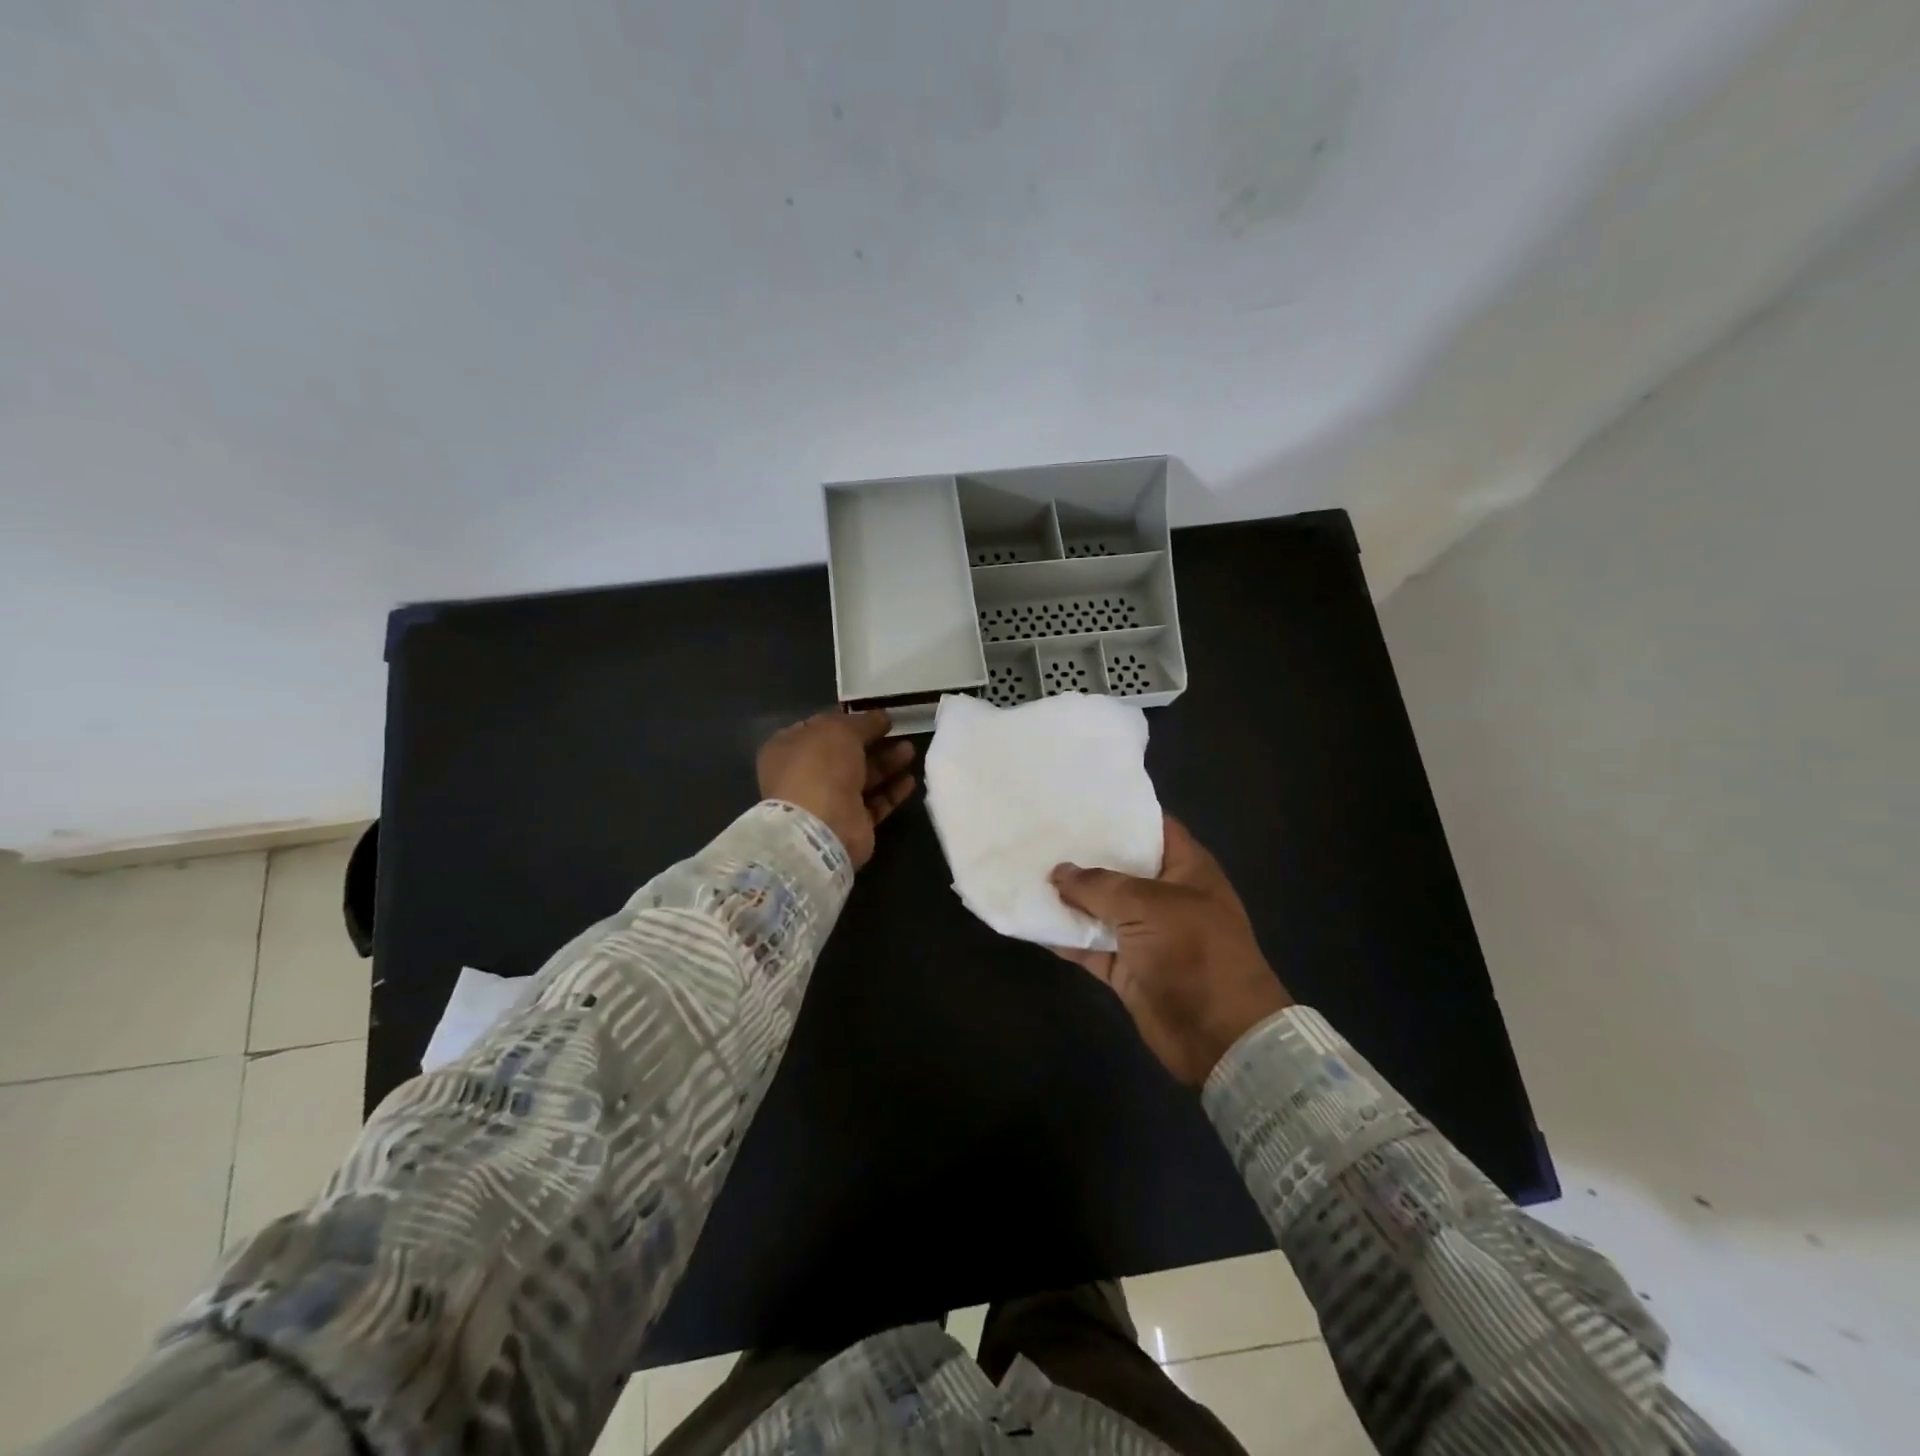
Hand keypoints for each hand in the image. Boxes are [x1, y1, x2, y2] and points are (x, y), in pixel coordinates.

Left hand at [756, 710, 915, 868]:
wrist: (821, 827)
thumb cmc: (820, 767)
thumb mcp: (839, 730)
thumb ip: (863, 722)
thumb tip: (881, 717)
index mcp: (789, 749)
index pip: (818, 728)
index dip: (846, 719)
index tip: (874, 714)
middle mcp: (806, 775)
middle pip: (844, 754)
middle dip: (872, 741)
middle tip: (899, 731)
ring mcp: (828, 802)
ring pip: (862, 778)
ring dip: (886, 763)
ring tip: (910, 750)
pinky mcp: (851, 824)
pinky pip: (875, 803)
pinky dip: (891, 791)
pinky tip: (910, 780)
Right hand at [1051, 816, 1291, 1085]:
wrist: (1220, 1036)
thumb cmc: (1195, 953)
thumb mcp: (1148, 906)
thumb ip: (1099, 886)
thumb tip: (1058, 872)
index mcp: (1185, 868)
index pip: (1153, 827)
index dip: (1120, 813)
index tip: (1077, 801)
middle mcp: (1165, 895)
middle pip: (1120, 867)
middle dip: (1083, 854)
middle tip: (1039, 833)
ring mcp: (1145, 933)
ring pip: (1100, 908)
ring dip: (1069, 897)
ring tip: (1025, 870)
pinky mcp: (1127, 967)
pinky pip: (1090, 945)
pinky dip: (1066, 937)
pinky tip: (1033, 919)